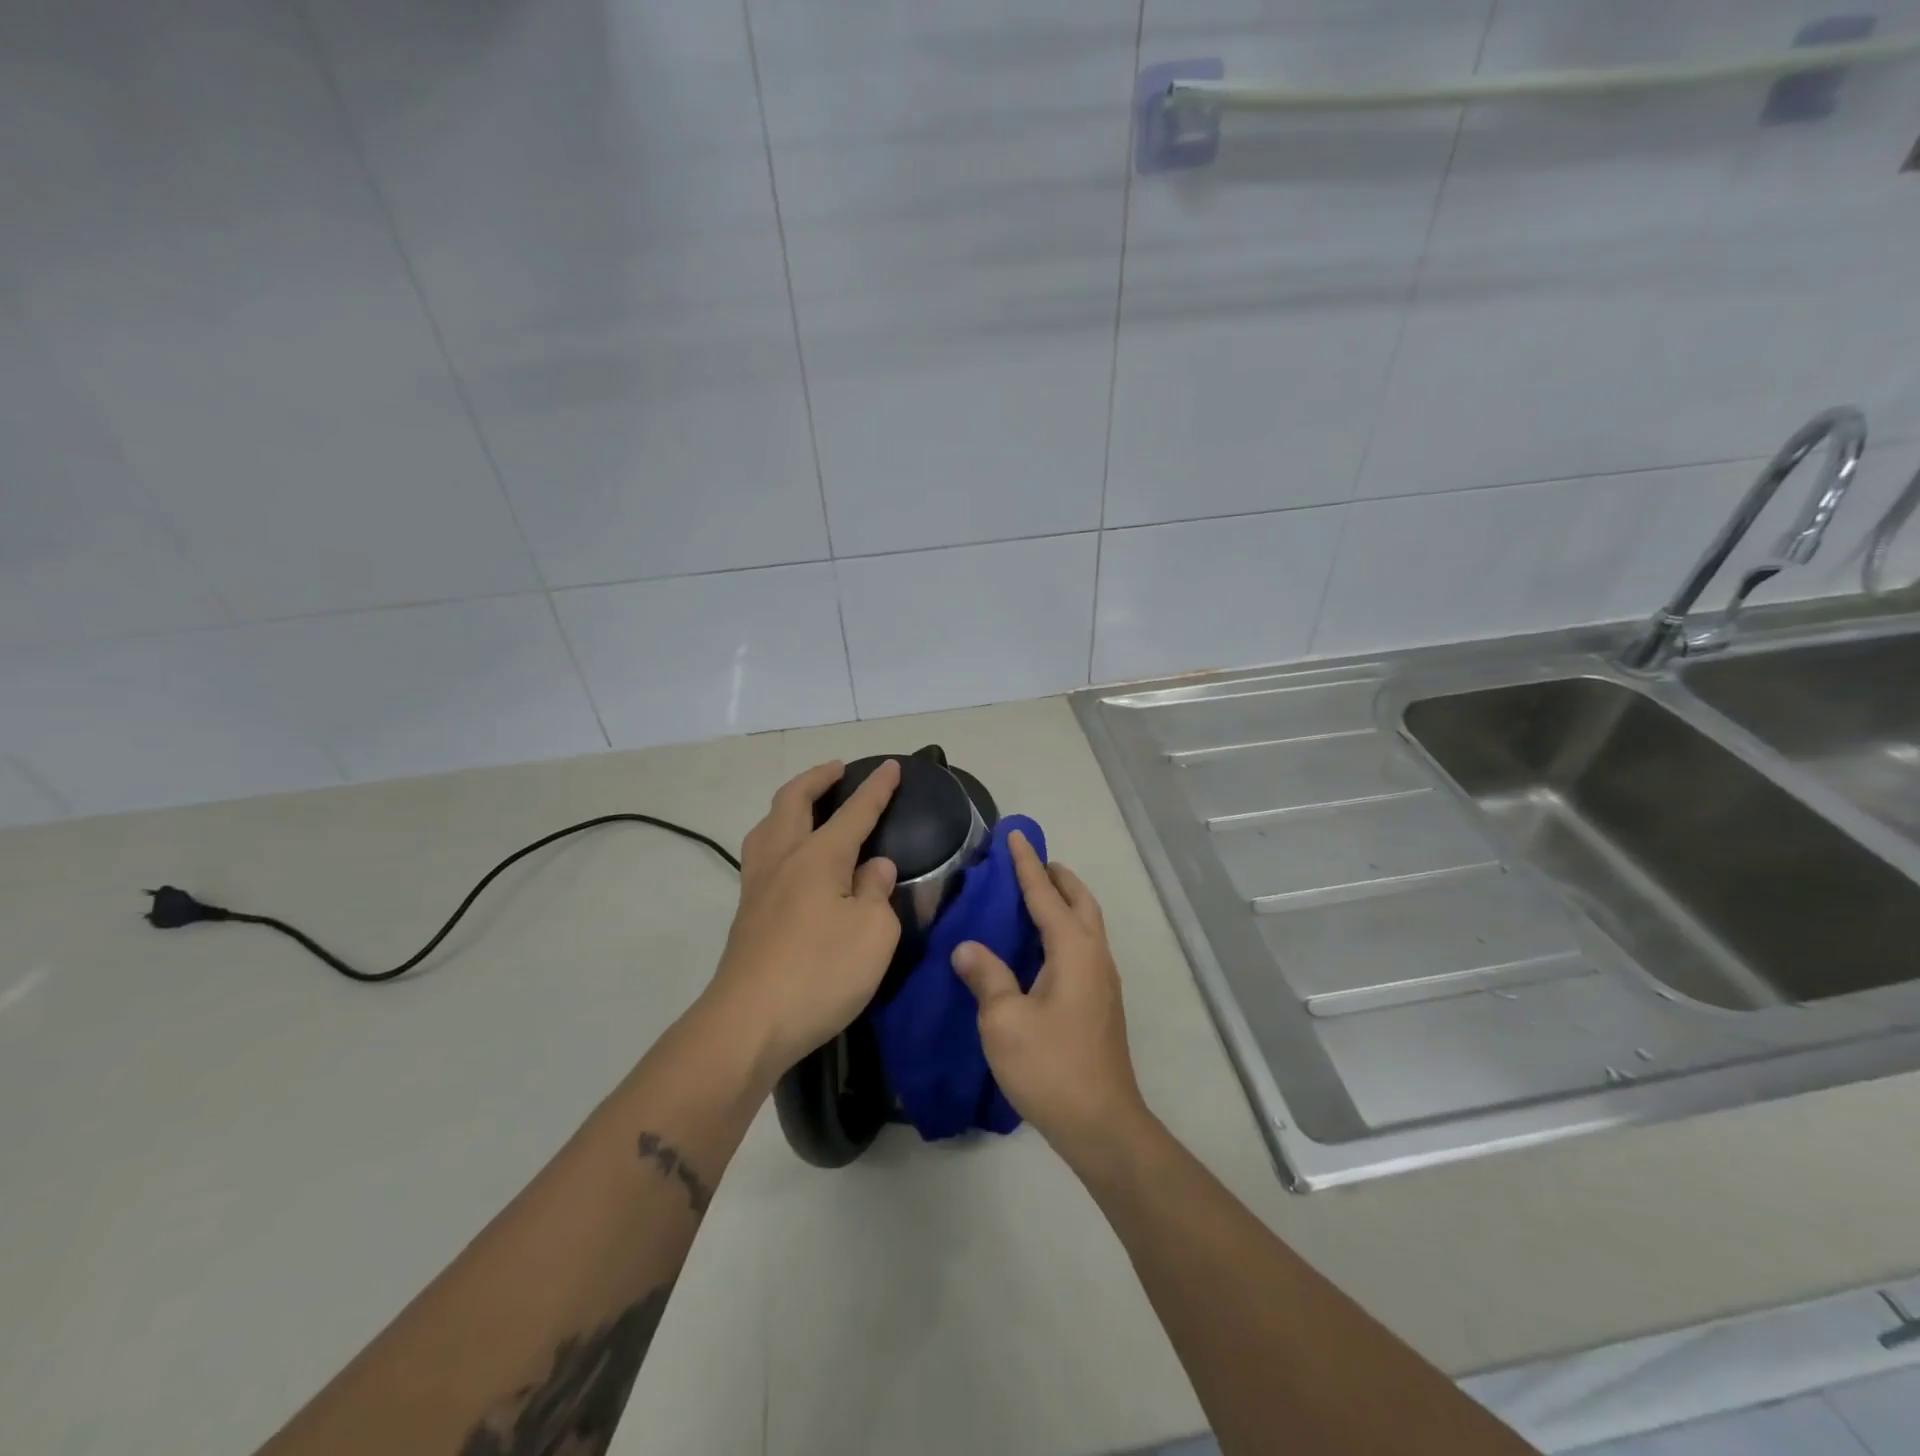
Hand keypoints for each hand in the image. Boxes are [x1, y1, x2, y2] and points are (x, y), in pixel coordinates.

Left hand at [703, 759, 902, 1081]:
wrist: (748, 1024)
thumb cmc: (820, 973)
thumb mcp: (873, 934)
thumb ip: (877, 893)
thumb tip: (873, 867)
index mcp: (819, 857)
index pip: (854, 812)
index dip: (876, 789)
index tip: (892, 767)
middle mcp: (783, 859)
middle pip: (793, 802)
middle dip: (817, 779)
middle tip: (836, 770)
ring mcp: (758, 885)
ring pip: (767, 825)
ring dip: (789, 804)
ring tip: (806, 805)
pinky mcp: (746, 913)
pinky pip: (761, 853)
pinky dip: (777, 835)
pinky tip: (789, 858)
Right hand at [951, 832, 1147, 1159]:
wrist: (1101, 1122)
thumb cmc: (1050, 1067)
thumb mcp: (1004, 1021)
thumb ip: (986, 977)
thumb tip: (967, 948)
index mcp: (1073, 950)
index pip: (1046, 895)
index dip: (1026, 865)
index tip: (1014, 835)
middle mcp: (1094, 956)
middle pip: (1080, 901)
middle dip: (1056, 876)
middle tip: (1028, 863)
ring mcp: (1103, 980)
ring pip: (1087, 923)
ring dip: (1064, 901)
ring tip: (1035, 896)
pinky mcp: (1102, 1001)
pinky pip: (1084, 945)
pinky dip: (1065, 927)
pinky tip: (1042, 946)